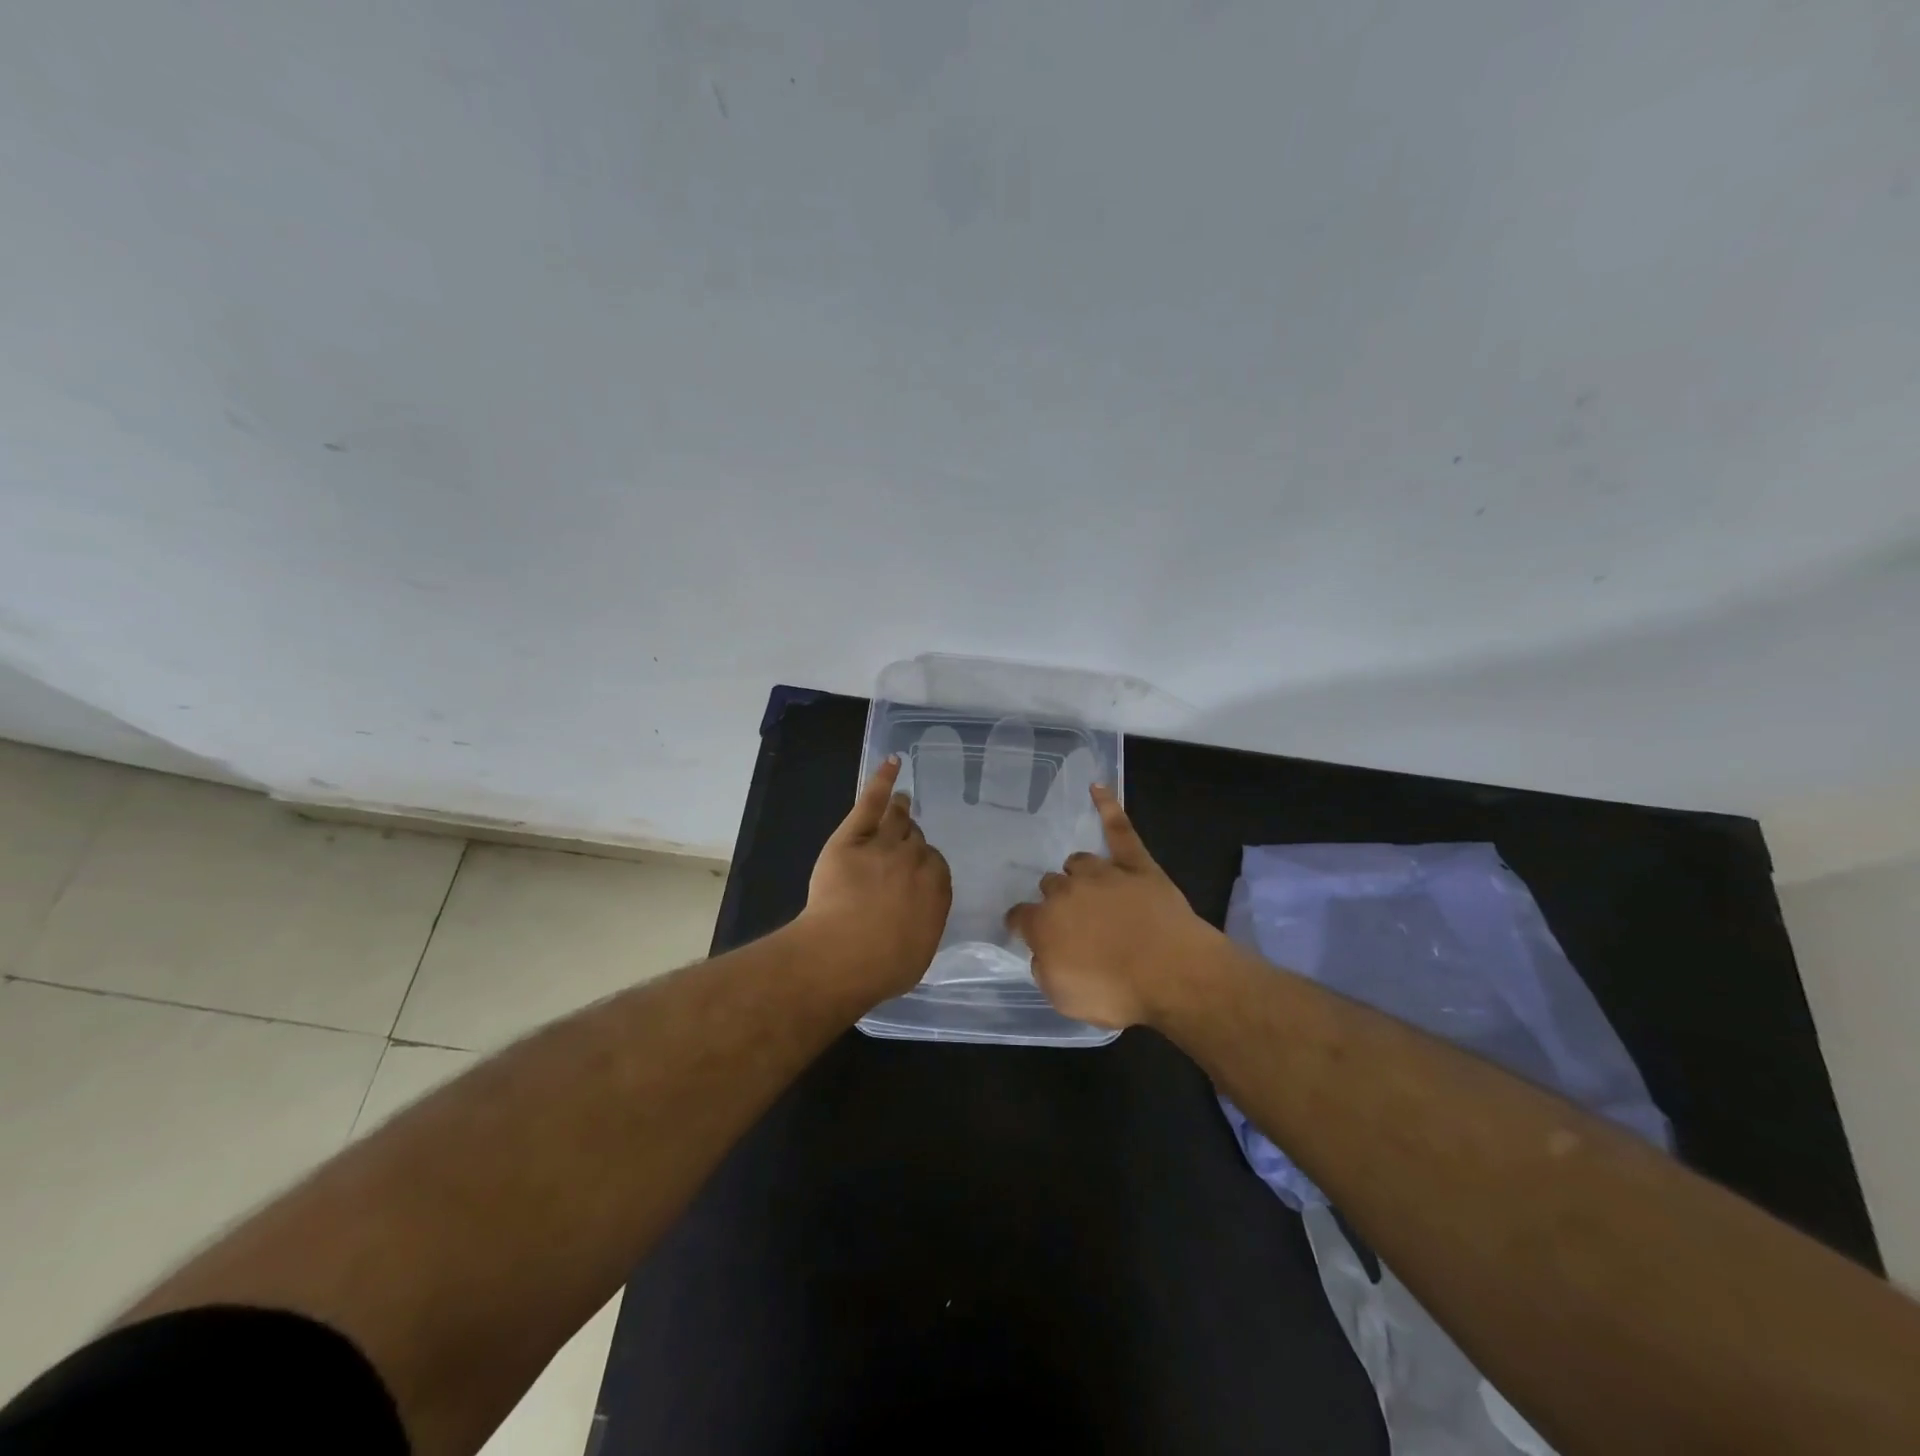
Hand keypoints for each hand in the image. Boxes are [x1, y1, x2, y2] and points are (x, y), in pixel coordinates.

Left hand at [800, 756, 951, 1000]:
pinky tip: (892, 764)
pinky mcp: (852, 837)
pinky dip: (883, 781)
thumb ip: (924, 924)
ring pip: (897, 820)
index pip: (935, 864)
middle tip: (903, 844)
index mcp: (937, 888)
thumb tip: (920, 916)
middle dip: (911, 841)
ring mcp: (883, 845)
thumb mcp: (918, 953)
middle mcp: (915, 860)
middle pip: (916, 840)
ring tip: (901, 802)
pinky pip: (871, 803)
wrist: (842, 956)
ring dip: (900, 810)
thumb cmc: (883, 967)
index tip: (915, 871)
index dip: (923, 865)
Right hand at [1006, 785, 1223, 1028]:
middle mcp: (1067, 891)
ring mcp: (1103, 873)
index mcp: (1044, 923)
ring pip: (1078, 861)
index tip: (1025, 931)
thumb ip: (1045, 969)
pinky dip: (1108, 807)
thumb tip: (1043, 952)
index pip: (1020, 916)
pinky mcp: (1136, 864)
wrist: (1173, 973)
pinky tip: (1098, 787)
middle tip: (1074, 922)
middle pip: (1051, 886)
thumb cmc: (1116, 991)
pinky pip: (1119, 829)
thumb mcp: (1065, 998)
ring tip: (1089, 888)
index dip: (1021, 924)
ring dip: (1079, 874)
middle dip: (1056, 901)